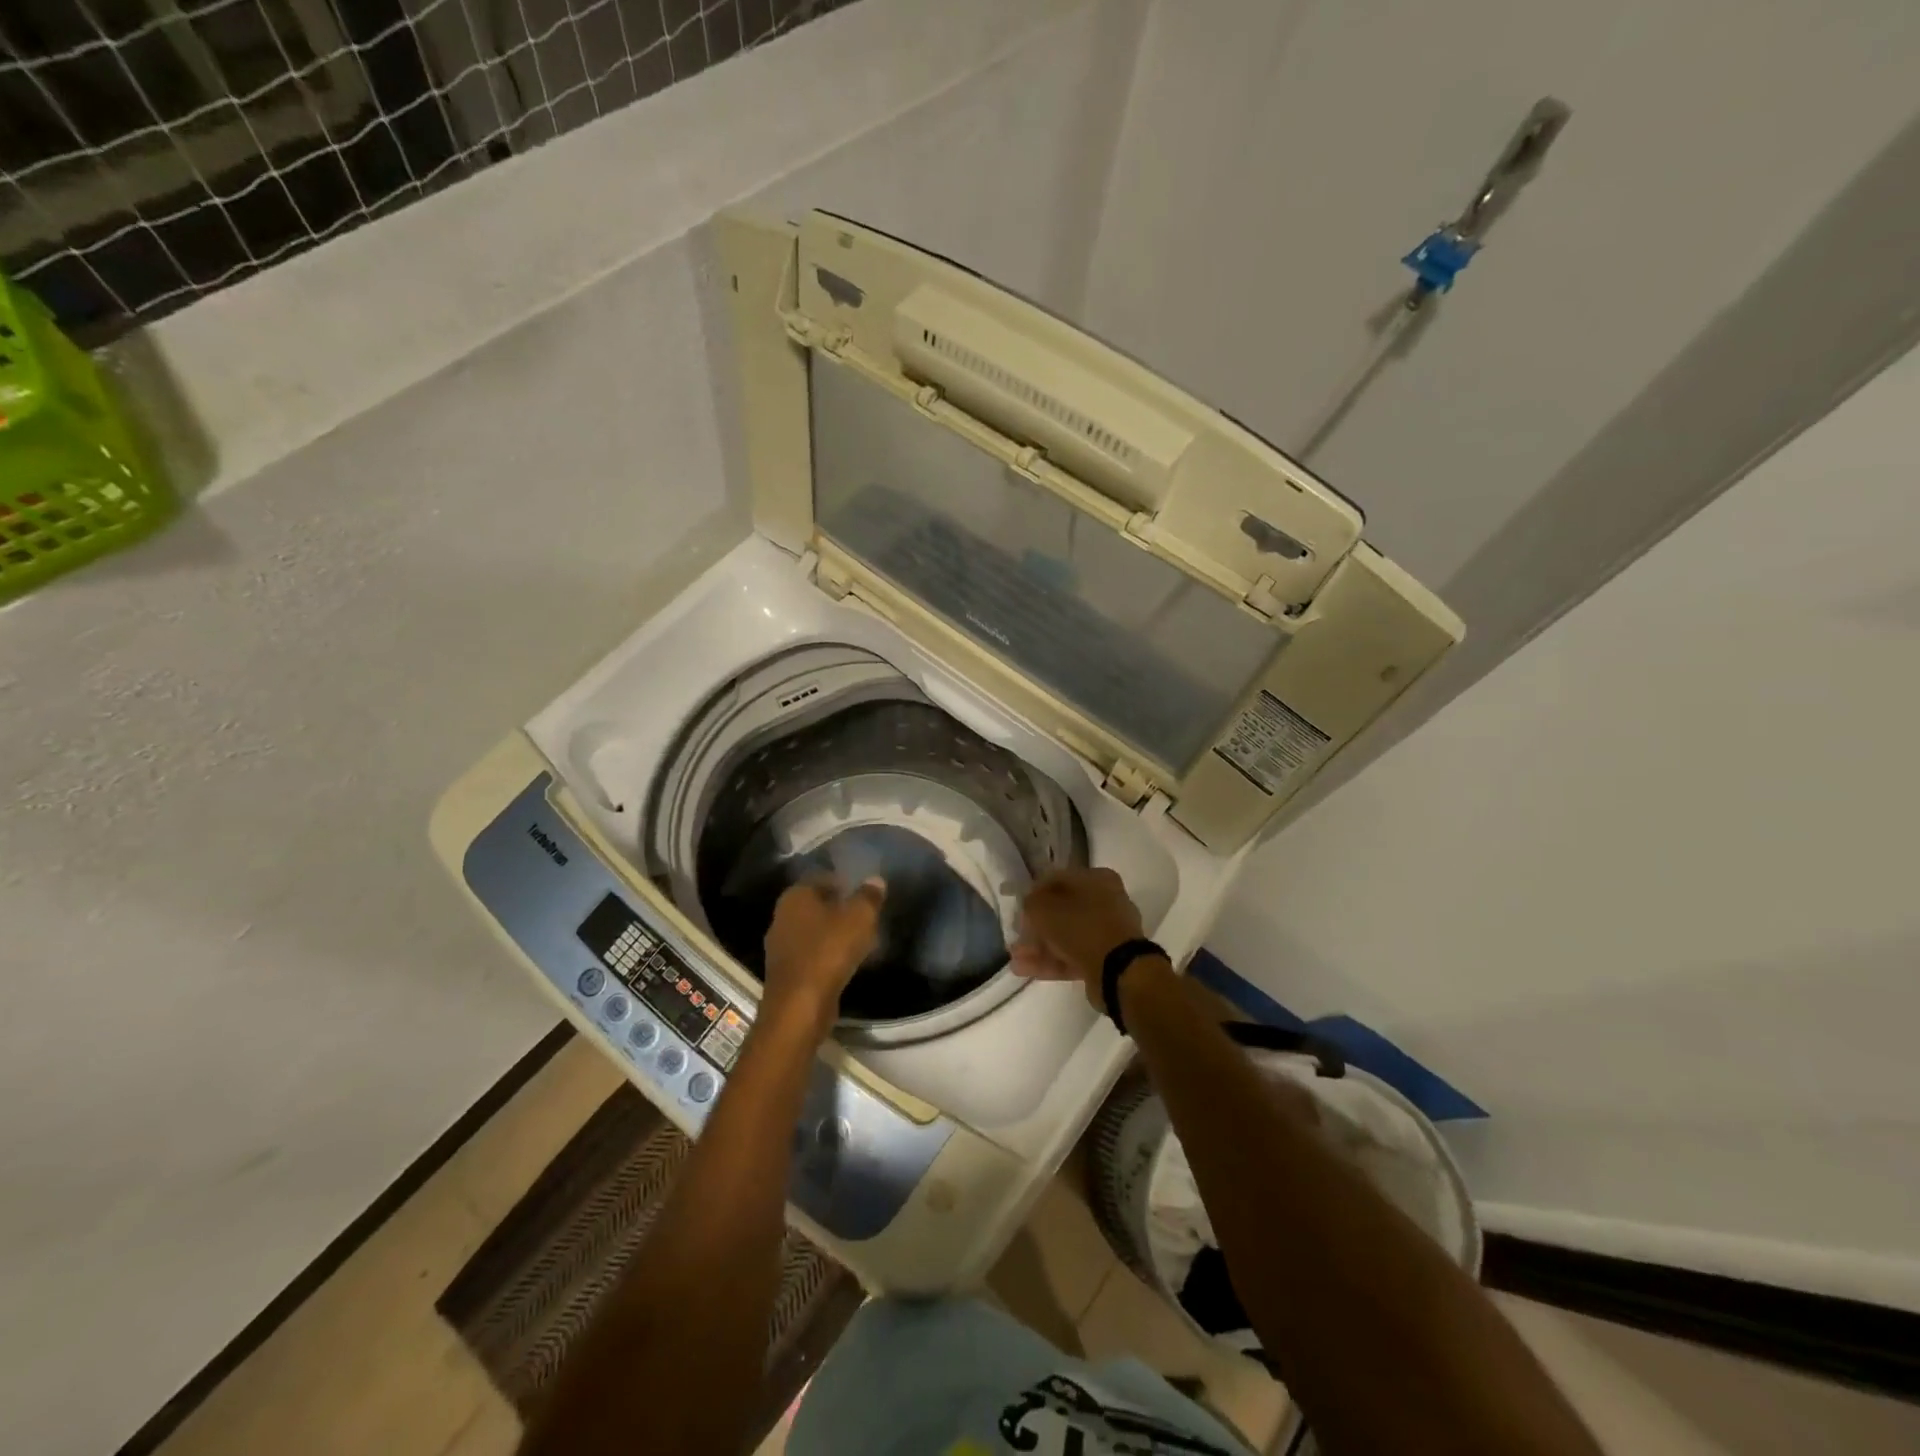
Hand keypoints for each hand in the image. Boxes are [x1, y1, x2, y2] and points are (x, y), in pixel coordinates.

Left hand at [761, 877, 885, 1040]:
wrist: (800, 1006)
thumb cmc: (829, 951)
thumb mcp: (859, 917)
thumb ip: (868, 896)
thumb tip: (875, 880)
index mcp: (796, 895)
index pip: (822, 877)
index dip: (845, 882)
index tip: (864, 893)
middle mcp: (782, 915)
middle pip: (817, 905)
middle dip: (840, 908)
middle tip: (865, 916)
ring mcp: (780, 946)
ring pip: (813, 931)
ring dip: (834, 934)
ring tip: (860, 940)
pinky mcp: (785, 972)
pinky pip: (811, 954)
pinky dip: (827, 955)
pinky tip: (846, 962)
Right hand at [1011, 867, 1146, 1012]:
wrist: (1118, 970)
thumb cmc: (1080, 927)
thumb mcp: (1044, 908)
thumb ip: (1031, 903)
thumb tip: (1029, 906)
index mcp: (1096, 879)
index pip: (1057, 879)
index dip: (1033, 892)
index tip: (1017, 907)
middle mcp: (1105, 901)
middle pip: (1062, 910)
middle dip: (1035, 925)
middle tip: (1015, 935)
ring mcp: (1107, 932)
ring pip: (1065, 936)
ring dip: (1038, 946)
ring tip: (1014, 957)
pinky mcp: (1105, 959)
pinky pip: (1073, 956)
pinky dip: (1050, 961)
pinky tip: (1024, 969)